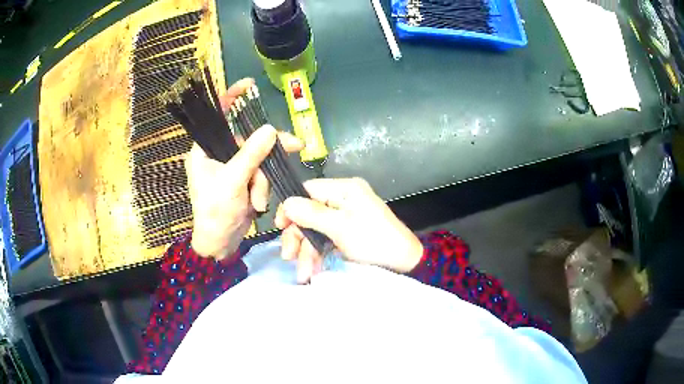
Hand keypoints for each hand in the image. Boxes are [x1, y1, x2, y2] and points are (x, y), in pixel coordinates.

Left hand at [187, 79, 303, 260]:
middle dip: (267, 152)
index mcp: (204, 150)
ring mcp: (233, 168)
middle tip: (295, 146)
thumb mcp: (232, 182)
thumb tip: (270, 129)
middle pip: (248, 139)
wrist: (220, 245)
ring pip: (259, 158)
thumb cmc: (215, 212)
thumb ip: (251, 154)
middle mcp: (218, 154)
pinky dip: (264, 187)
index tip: (249, 86)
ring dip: (263, 181)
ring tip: (259, 202)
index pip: (217, 116)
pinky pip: (261, 173)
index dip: (232, 98)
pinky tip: (261, 203)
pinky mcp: (245, 180)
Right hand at [274, 178, 423, 282]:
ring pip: (315, 230)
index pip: (308, 190)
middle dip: (298, 237)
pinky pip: (325, 240)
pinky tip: (312, 271)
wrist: (404, 263)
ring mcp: (344, 218)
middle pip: (308, 213)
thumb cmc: (373, 241)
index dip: (291, 207)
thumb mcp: (340, 227)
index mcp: (344, 189)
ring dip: (306, 252)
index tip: (280, 226)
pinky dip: (317, 255)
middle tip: (288, 257)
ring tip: (304, 274)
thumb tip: (285, 203)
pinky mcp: (346, 234)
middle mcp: (343, 200)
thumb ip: (311, 214)